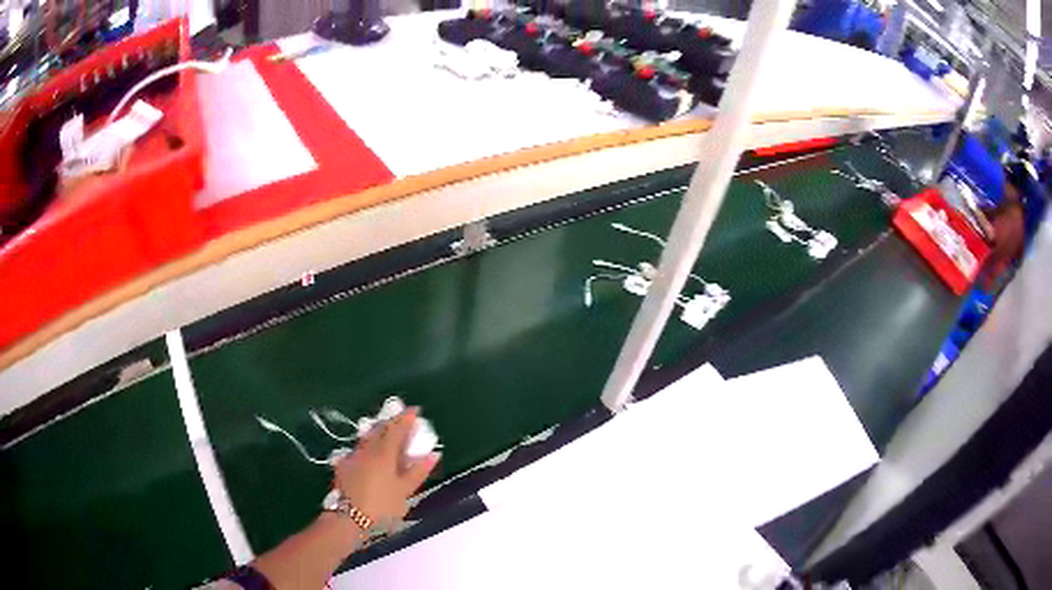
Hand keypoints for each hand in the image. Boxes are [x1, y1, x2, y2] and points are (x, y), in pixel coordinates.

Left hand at [333, 408, 439, 528]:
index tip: (415, 409)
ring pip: (368, 437)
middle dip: (392, 422)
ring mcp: (353, 456)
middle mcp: (367, 449)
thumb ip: (418, 471)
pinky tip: (370, 454)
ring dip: (379, 432)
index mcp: (384, 453)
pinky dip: (368, 446)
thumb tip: (433, 454)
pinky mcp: (343, 465)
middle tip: (402, 420)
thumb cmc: (382, 506)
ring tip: (388, 433)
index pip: (397, 429)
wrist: (349, 518)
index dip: (406, 418)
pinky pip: (359, 449)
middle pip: (380, 429)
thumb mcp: (405, 491)